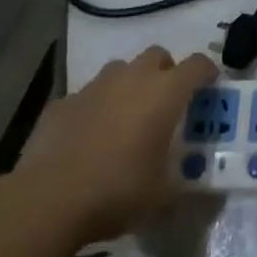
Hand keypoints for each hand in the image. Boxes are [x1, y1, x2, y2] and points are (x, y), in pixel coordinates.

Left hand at [17, 46, 217, 244]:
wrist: (47, 201)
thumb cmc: (116, 191)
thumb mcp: (161, 198)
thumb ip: (181, 187)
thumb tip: (192, 194)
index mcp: (165, 92)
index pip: (198, 64)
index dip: (207, 73)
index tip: (209, 88)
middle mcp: (133, 78)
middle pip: (158, 55)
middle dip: (165, 72)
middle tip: (164, 103)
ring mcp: (95, 86)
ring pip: (120, 70)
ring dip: (128, 85)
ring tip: (125, 117)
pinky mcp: (63, 102)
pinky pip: (86, 96)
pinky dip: (93, 108)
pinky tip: (87, 136)